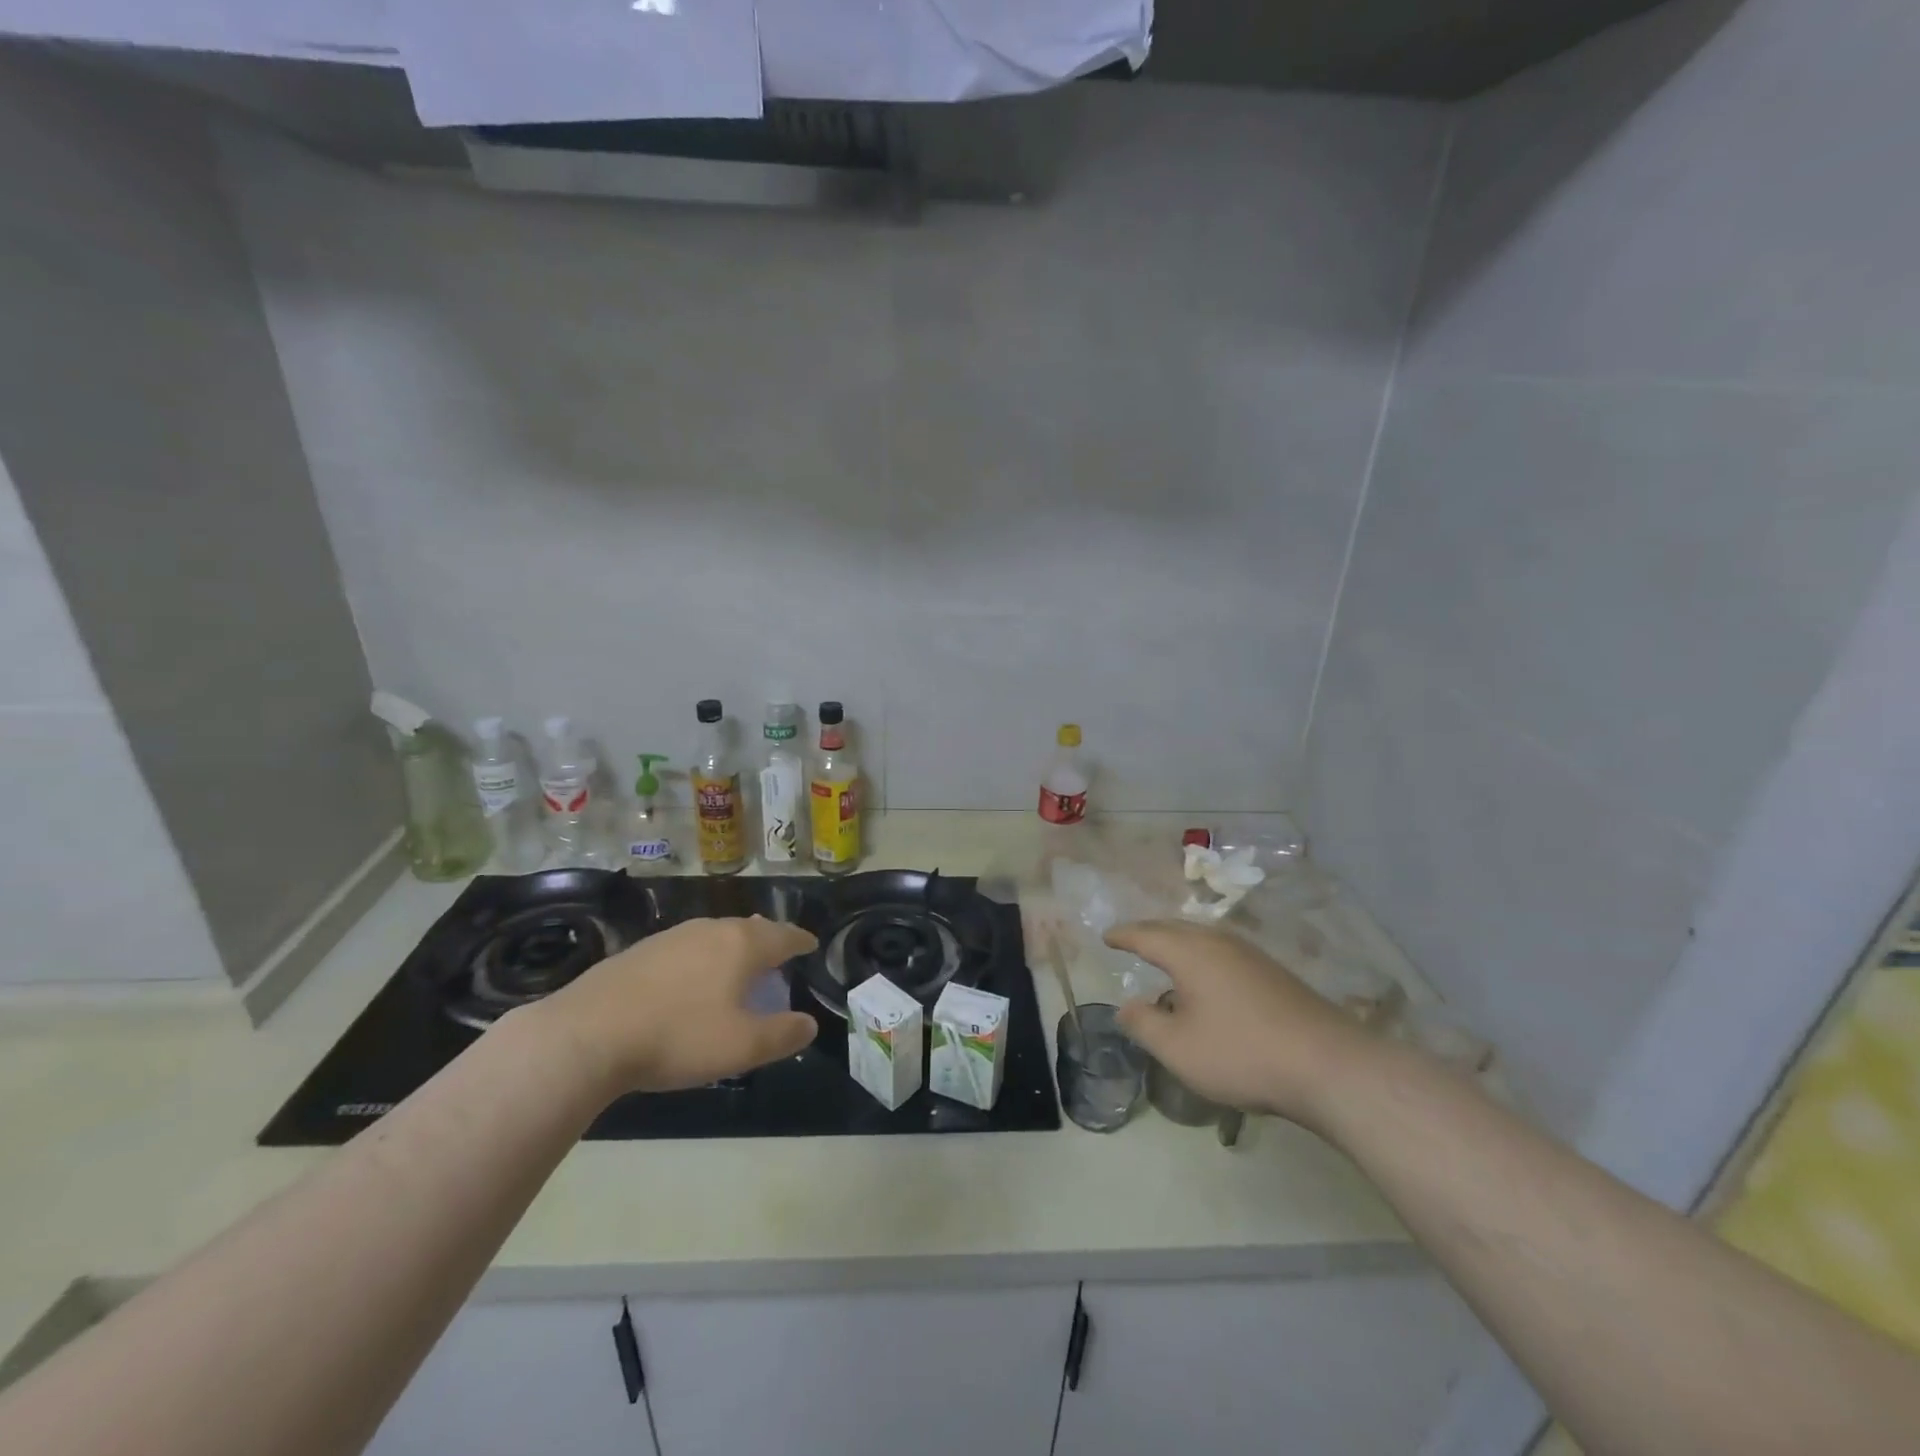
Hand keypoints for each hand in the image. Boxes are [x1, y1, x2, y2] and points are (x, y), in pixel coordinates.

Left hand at [531, 917, 818, 1096]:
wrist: (588, 1034)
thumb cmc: (678, 1036)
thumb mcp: (742, 1046)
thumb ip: (783, 1034)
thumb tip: (809, 1024)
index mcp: (741, 945)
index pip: (783, 936)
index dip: (801, 941)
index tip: (811, 945)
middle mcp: (710, 929)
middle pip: (749, 929)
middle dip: (768, 940)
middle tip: (779, 955)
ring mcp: (671, 937)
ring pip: (715, 935)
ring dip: (733, 948)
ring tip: (738, 966)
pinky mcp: (640, 951)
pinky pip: (686, 948)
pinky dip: (702, 959)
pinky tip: (690, 980)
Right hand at [1106, 920, 1372, 1127]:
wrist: (1328, 1065)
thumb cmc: (1241, 1053)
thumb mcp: (1178, 1048)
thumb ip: (1144, 1024)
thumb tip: (1125, 1007)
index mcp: (1190, 952)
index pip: (1146, 935)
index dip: (1123, 935)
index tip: (1106, 936)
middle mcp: (1219, 942)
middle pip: (1175, 928)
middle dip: (1149, 933)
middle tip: (1131, 940)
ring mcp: (1251, 955)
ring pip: (1203, 938)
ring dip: (1178, 943)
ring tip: (1165, 957)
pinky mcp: (1273, 973)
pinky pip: (1223, 952)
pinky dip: (1202, 956)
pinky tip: (1207, 980)